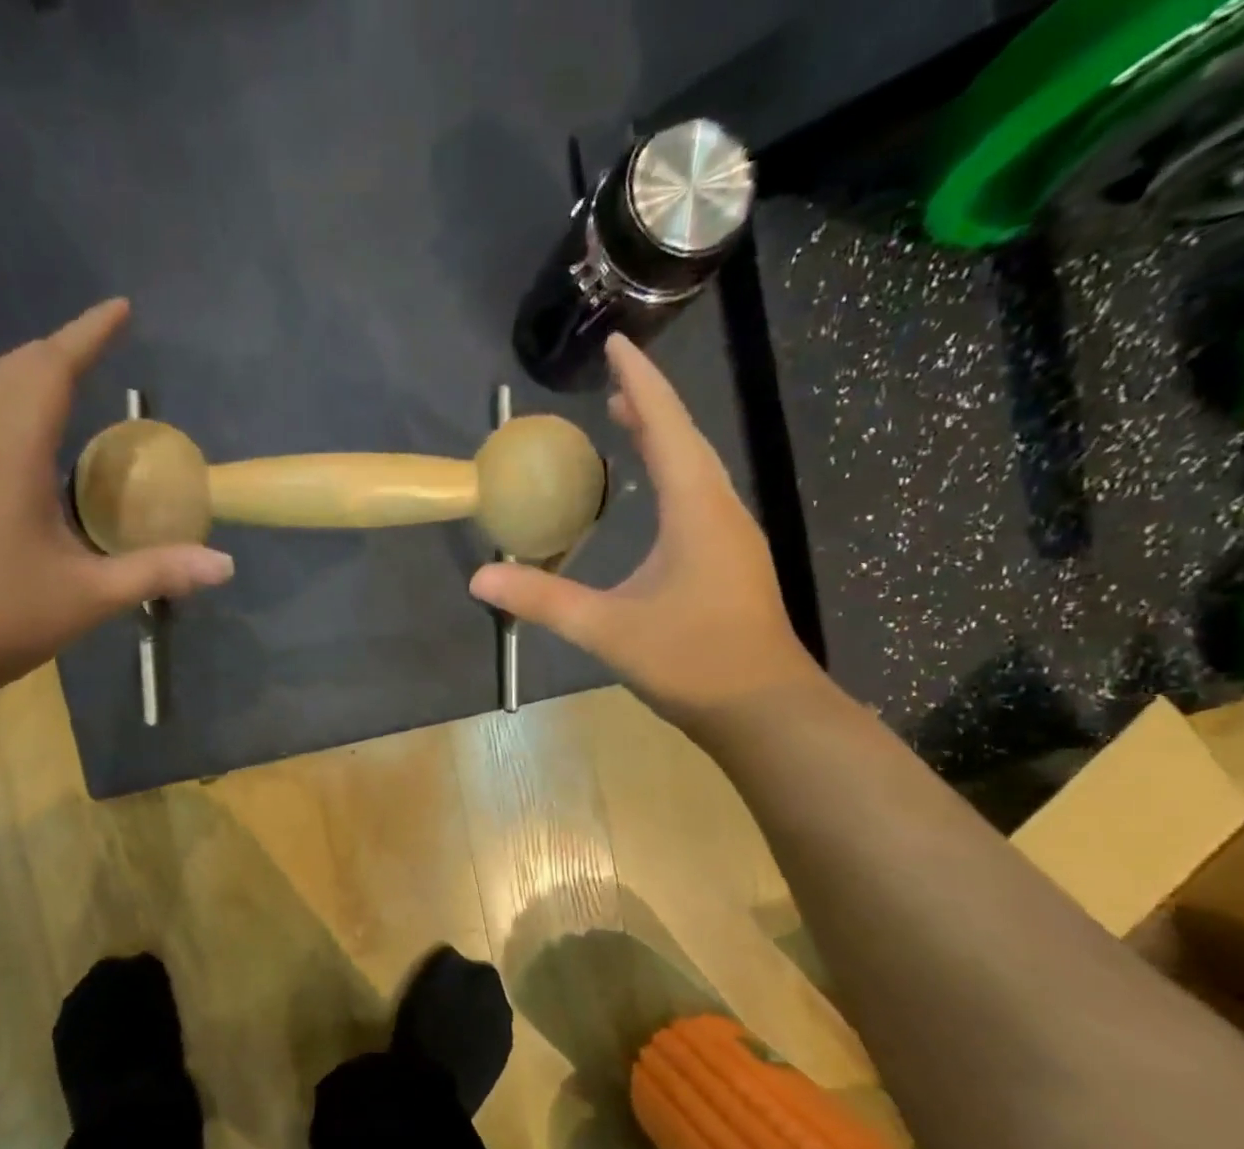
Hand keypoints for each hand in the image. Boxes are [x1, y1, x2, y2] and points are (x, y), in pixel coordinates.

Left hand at [0, 300, 233, 708]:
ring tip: (73, 382)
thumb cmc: (2, 618)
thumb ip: (158, 573)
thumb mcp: (90, 597)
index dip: (86, 334)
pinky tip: (33, 443)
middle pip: (14, 368)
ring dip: (31, 374)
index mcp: (9, 456)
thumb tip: (225, 565)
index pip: (50, 370)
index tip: (120, 309)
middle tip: (103, 346)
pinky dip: (11, 405)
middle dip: (61, 347)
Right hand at [469, 335, 816, 728]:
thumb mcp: (607, 629)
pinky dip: (672, 477)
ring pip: (696, 470)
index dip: (640, 382)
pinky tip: (656, 498)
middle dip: (648, 406)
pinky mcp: (730, 564)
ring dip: (663, 440)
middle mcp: (721, 511)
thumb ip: (543, 601)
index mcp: (697, 510)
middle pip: (686, 440)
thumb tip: (480, 580)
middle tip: (611, 385)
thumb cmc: (692, 661)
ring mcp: (731, 538)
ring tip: (627, 425)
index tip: (616, 344)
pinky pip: (699, 499)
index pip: (667, 427)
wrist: (763, 709)